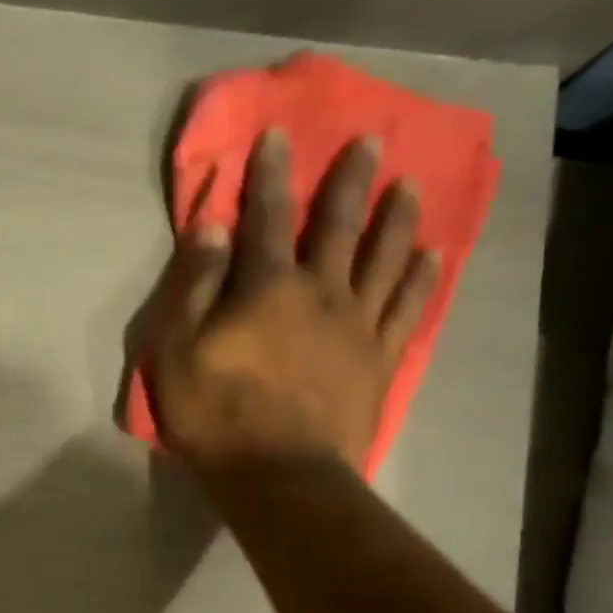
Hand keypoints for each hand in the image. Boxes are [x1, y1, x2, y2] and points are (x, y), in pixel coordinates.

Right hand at [142, 129, 435, 476]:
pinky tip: (434, 256)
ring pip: (385, 258)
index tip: (277, 135)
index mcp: (267, 287)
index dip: (269, 174)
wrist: (279, 477)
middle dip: (350, 180)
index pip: (267, 217)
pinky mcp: (380, 361)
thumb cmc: (216, 416)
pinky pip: (407, 309)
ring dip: (397, 218)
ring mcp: (358, 326)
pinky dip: (423, 279)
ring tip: (411, 186)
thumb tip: (212, 225)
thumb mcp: (178, 352)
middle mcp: (321, 292)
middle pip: (339, 225)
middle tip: (371, 141)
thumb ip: (195, 286)